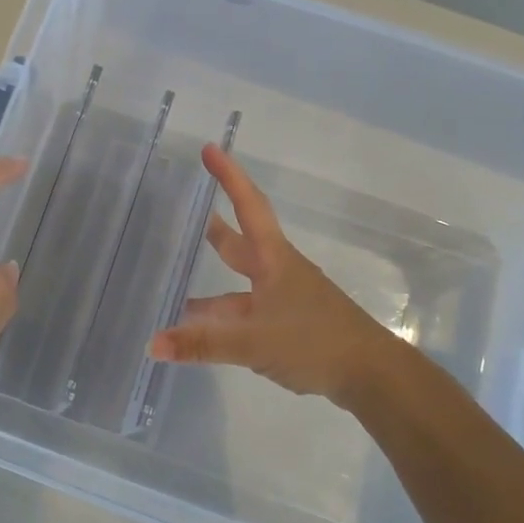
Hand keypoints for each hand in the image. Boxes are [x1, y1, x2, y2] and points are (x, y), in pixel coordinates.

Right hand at [150, 145, 396, 404]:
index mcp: (272, 260)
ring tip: (173, 286)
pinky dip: (219, 317)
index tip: (209, 148)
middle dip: (214, 226)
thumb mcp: (254, 342)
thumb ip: (203, 343)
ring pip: (238, 284)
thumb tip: (152, 344)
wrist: (371, 374)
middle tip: (186, 210)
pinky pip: (243, 311)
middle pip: (240, 241)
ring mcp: (283, 298)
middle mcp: (277, 272)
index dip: (228, 177)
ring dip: (210, 284)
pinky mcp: (286, 324)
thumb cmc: (315, 342)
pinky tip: (199, 331)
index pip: (248, 206)